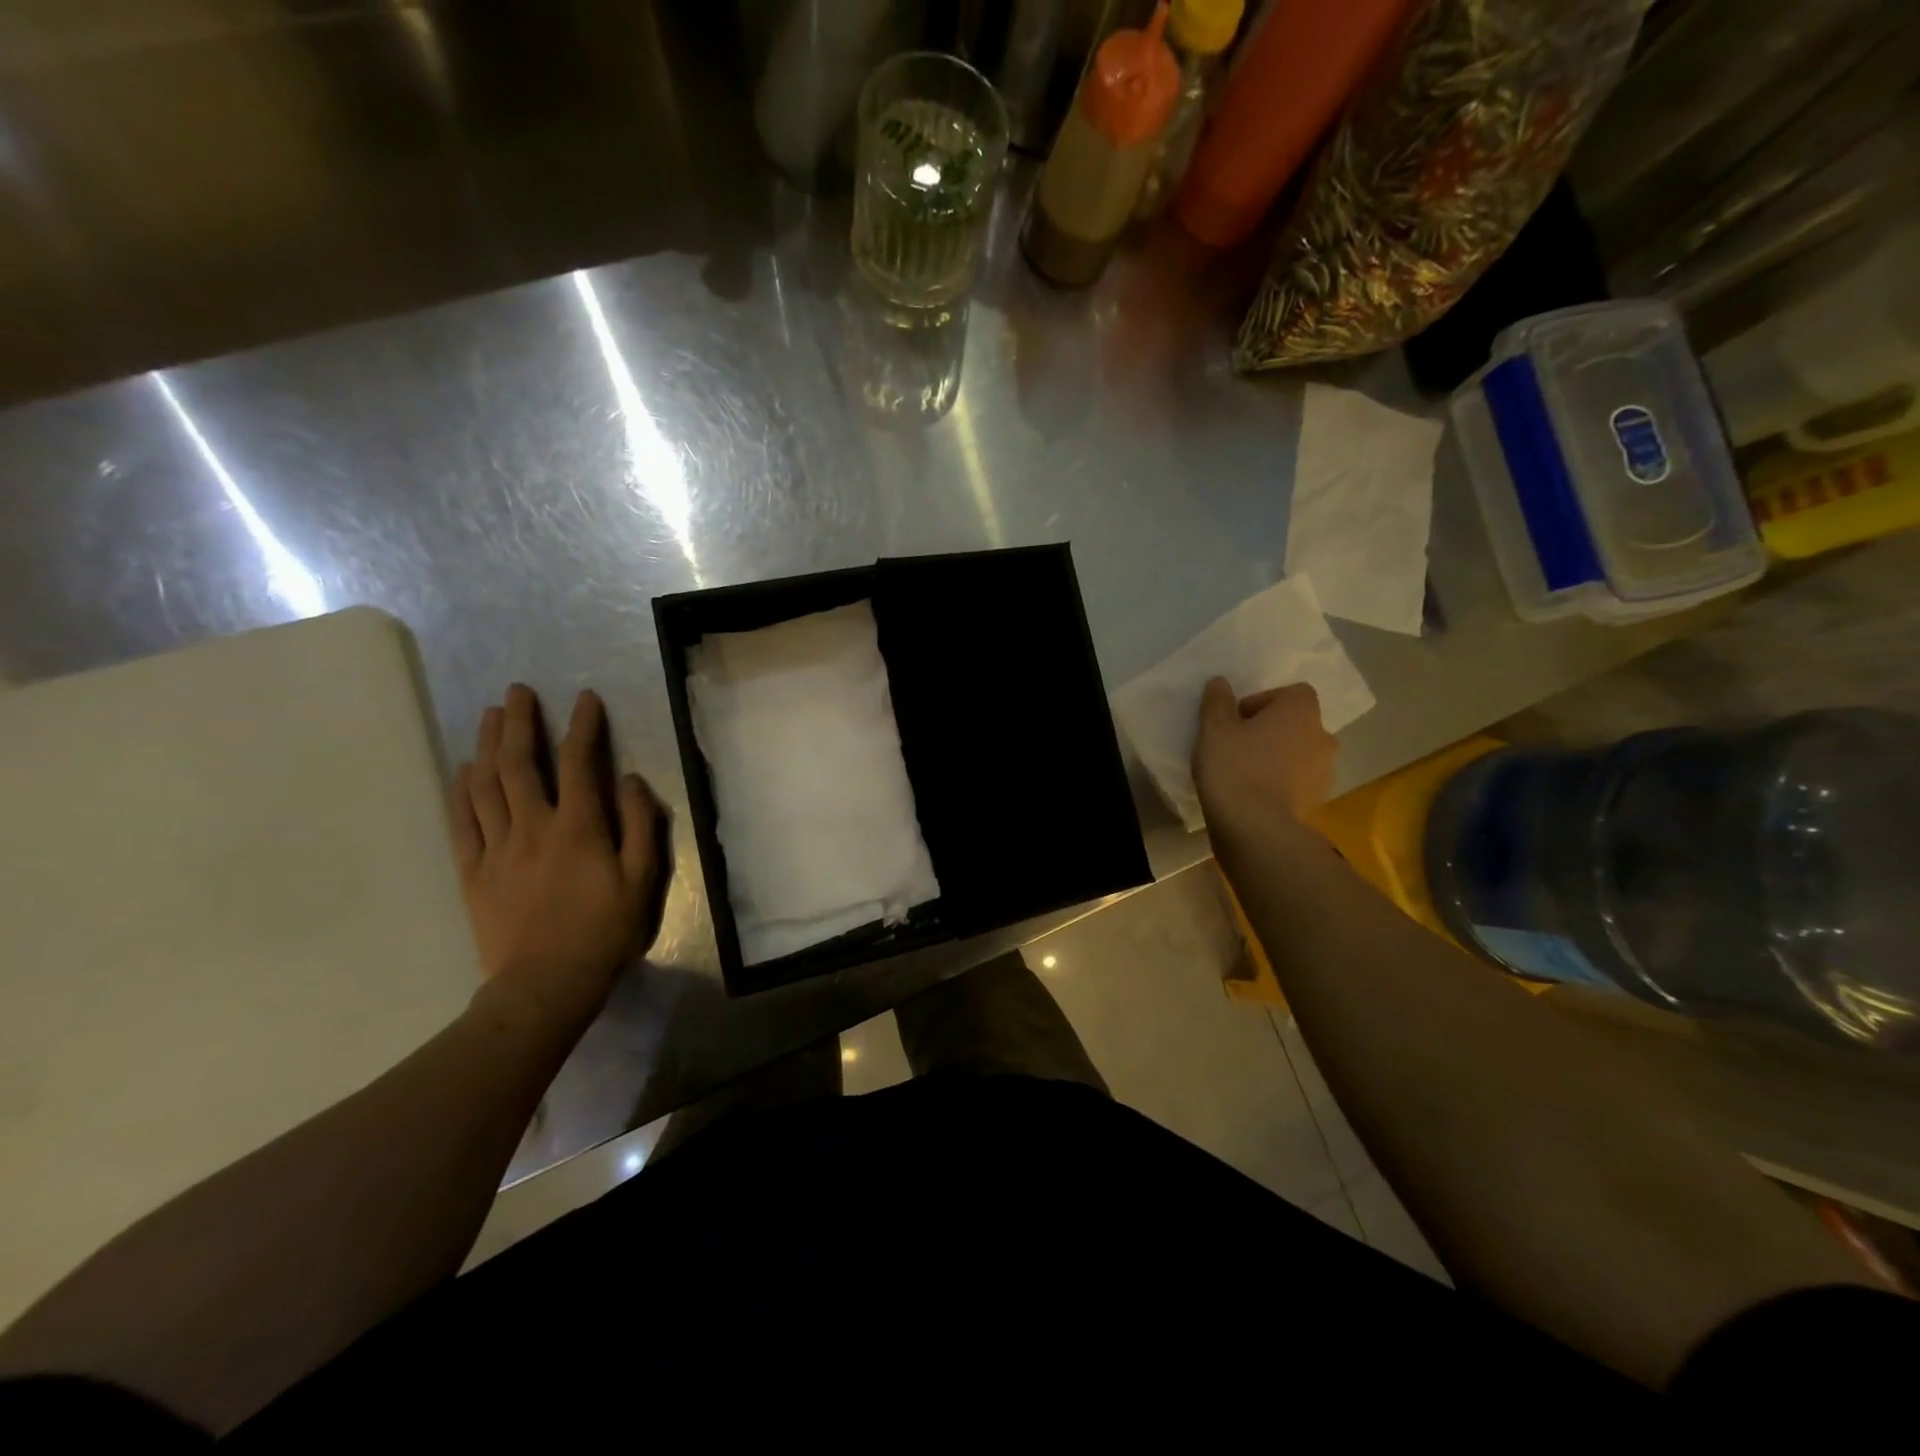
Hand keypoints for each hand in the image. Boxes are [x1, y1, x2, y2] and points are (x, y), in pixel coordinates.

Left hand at [450, 684, 664, 1024]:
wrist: (546, 984)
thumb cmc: (604, 931)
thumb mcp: (642, 879)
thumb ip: (639, 824)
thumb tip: (628, 780)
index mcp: (578, 827)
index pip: (578, 762)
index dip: (582, 726)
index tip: (584, 698)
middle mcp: (532, 826)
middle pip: (519, 763)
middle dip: (519, 722)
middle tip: (517, 691)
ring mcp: (497, 848)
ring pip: (485, 785)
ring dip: (486, 745)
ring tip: (488, 715)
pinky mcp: (474, 872)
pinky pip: (462, 822)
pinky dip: (460, 791)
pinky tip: (462, 770)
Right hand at [1193, 677, 1337, 829]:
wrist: (1256, 829)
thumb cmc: (1235, 767)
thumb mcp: (1214, 729)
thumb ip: (1218, 702)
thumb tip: (1220, 682)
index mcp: (1301, 712)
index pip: (1291, 693)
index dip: (1263, 702)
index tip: (1237, 720)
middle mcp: (1322, 736)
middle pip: (1297, 724)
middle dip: (1271, 731)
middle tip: (1239, 745)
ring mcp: (1325, 772)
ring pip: (1299, 755)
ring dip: (1278, 758)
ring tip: (1246, 773)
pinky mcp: (1317, 802)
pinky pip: (1298, 783)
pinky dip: (1281, 784)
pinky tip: (1254, 796)